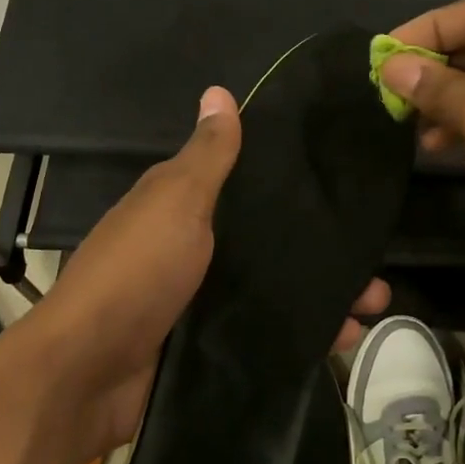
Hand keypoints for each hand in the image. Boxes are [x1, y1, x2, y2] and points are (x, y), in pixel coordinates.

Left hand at [27, 87, 389, 462]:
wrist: (89, 373)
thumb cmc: (137, 273)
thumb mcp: (175, 203)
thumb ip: (207, 157)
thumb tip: (218, 91)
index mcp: (184, 208)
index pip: (248, 187)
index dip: (293, 187)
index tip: (343, 189)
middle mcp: (195, 250)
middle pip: (269, 245)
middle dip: (320, 254)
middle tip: (374, 268)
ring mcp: (202, 302)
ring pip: (274, 291)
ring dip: (321, 297)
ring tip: (371, 307)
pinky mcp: (208, 346)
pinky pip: (264, 334)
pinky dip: (300, 337)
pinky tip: (341, 340)